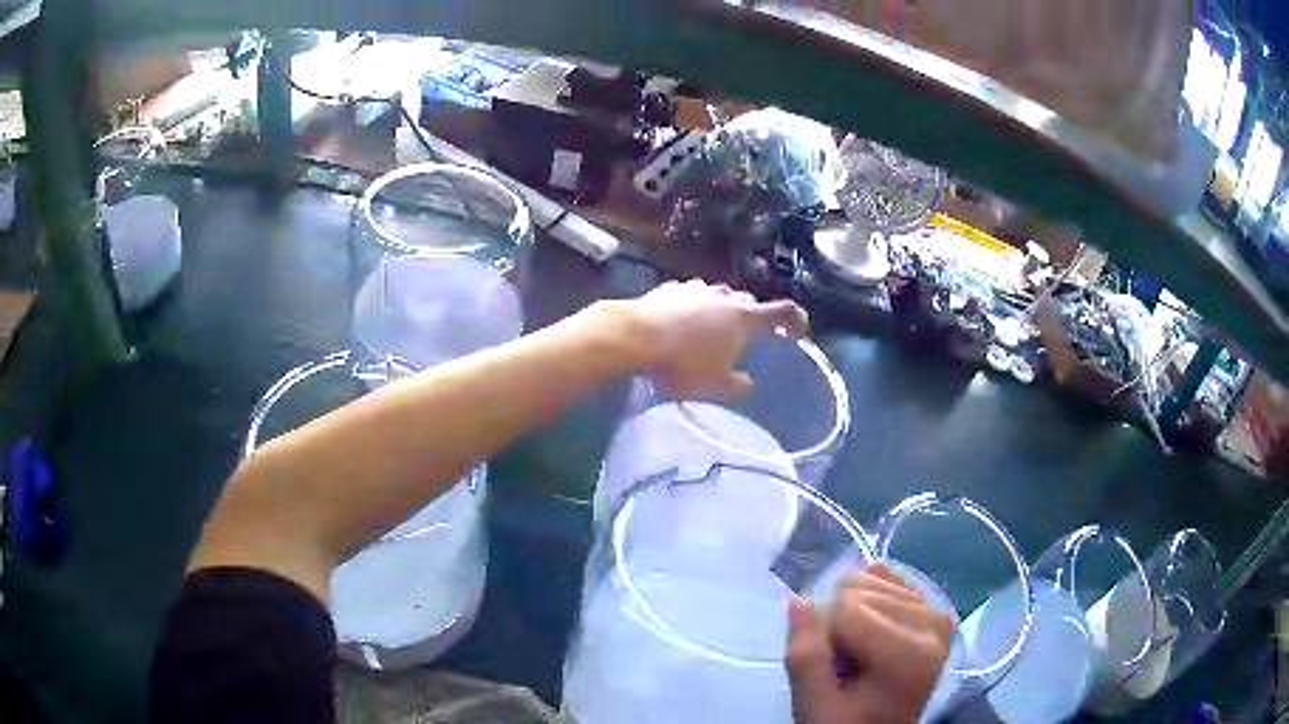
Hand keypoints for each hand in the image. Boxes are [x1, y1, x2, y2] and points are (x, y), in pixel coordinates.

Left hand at [622, 280, 808, 399]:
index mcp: (743, 318)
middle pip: (747, 302)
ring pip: (717, 296)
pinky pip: (689, 297)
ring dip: (719, 311)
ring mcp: (695, 288)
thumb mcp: (714, 387)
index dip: (795, 319)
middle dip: (751, 317)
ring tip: (709, 332)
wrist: (633, 337)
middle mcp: (724, 297)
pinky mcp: (669, 288)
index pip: (782, 311)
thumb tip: (748, 383)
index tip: (798, 330)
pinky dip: (692, 308)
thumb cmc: (681, 364)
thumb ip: (737, 387)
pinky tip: (678, 324)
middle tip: (745, 338)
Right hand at [785, 565, 954, 723]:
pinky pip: (890, 579)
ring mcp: (937, 614)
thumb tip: (798, 601)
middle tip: (844, 665)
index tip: (830, 670)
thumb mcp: (815, 705)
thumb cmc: (846, 723)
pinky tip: (871, 632)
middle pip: (860, 588)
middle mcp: (933, 625)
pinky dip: (869, 599)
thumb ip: (805, 657)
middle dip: (838, 623)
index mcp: (908, 654)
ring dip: (853, 615)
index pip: (844, 606)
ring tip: (858, 657)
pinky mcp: (934, 610)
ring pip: (871, 579)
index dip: (822, 636)